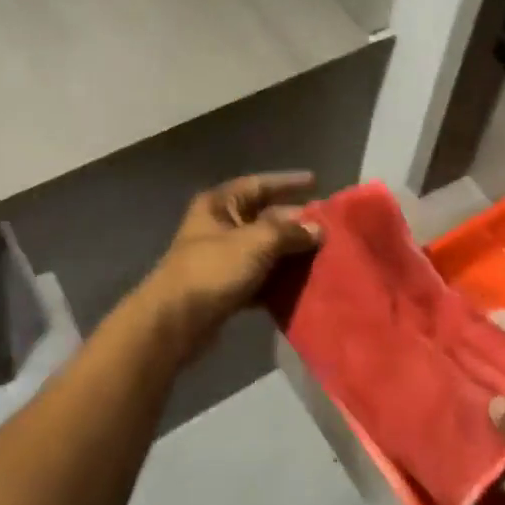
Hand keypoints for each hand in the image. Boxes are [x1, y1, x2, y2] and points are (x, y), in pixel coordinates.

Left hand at [139, 172, 323, 359]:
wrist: (176, 322)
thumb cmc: (213, 270)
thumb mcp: (255, 243)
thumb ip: (289, 232)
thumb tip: (317, 229)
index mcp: (220, 205)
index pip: (259, 184)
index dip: (287, 182)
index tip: (316, 182)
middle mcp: (220, 226)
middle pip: (265, 217)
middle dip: (295, 222)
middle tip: (329, 227)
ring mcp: (222, 258)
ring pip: (264, 249)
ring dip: (291, 253)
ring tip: (324, 255)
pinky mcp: (226, 287)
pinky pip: (260, 276)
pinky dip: (279, 279)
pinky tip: (303, 284)